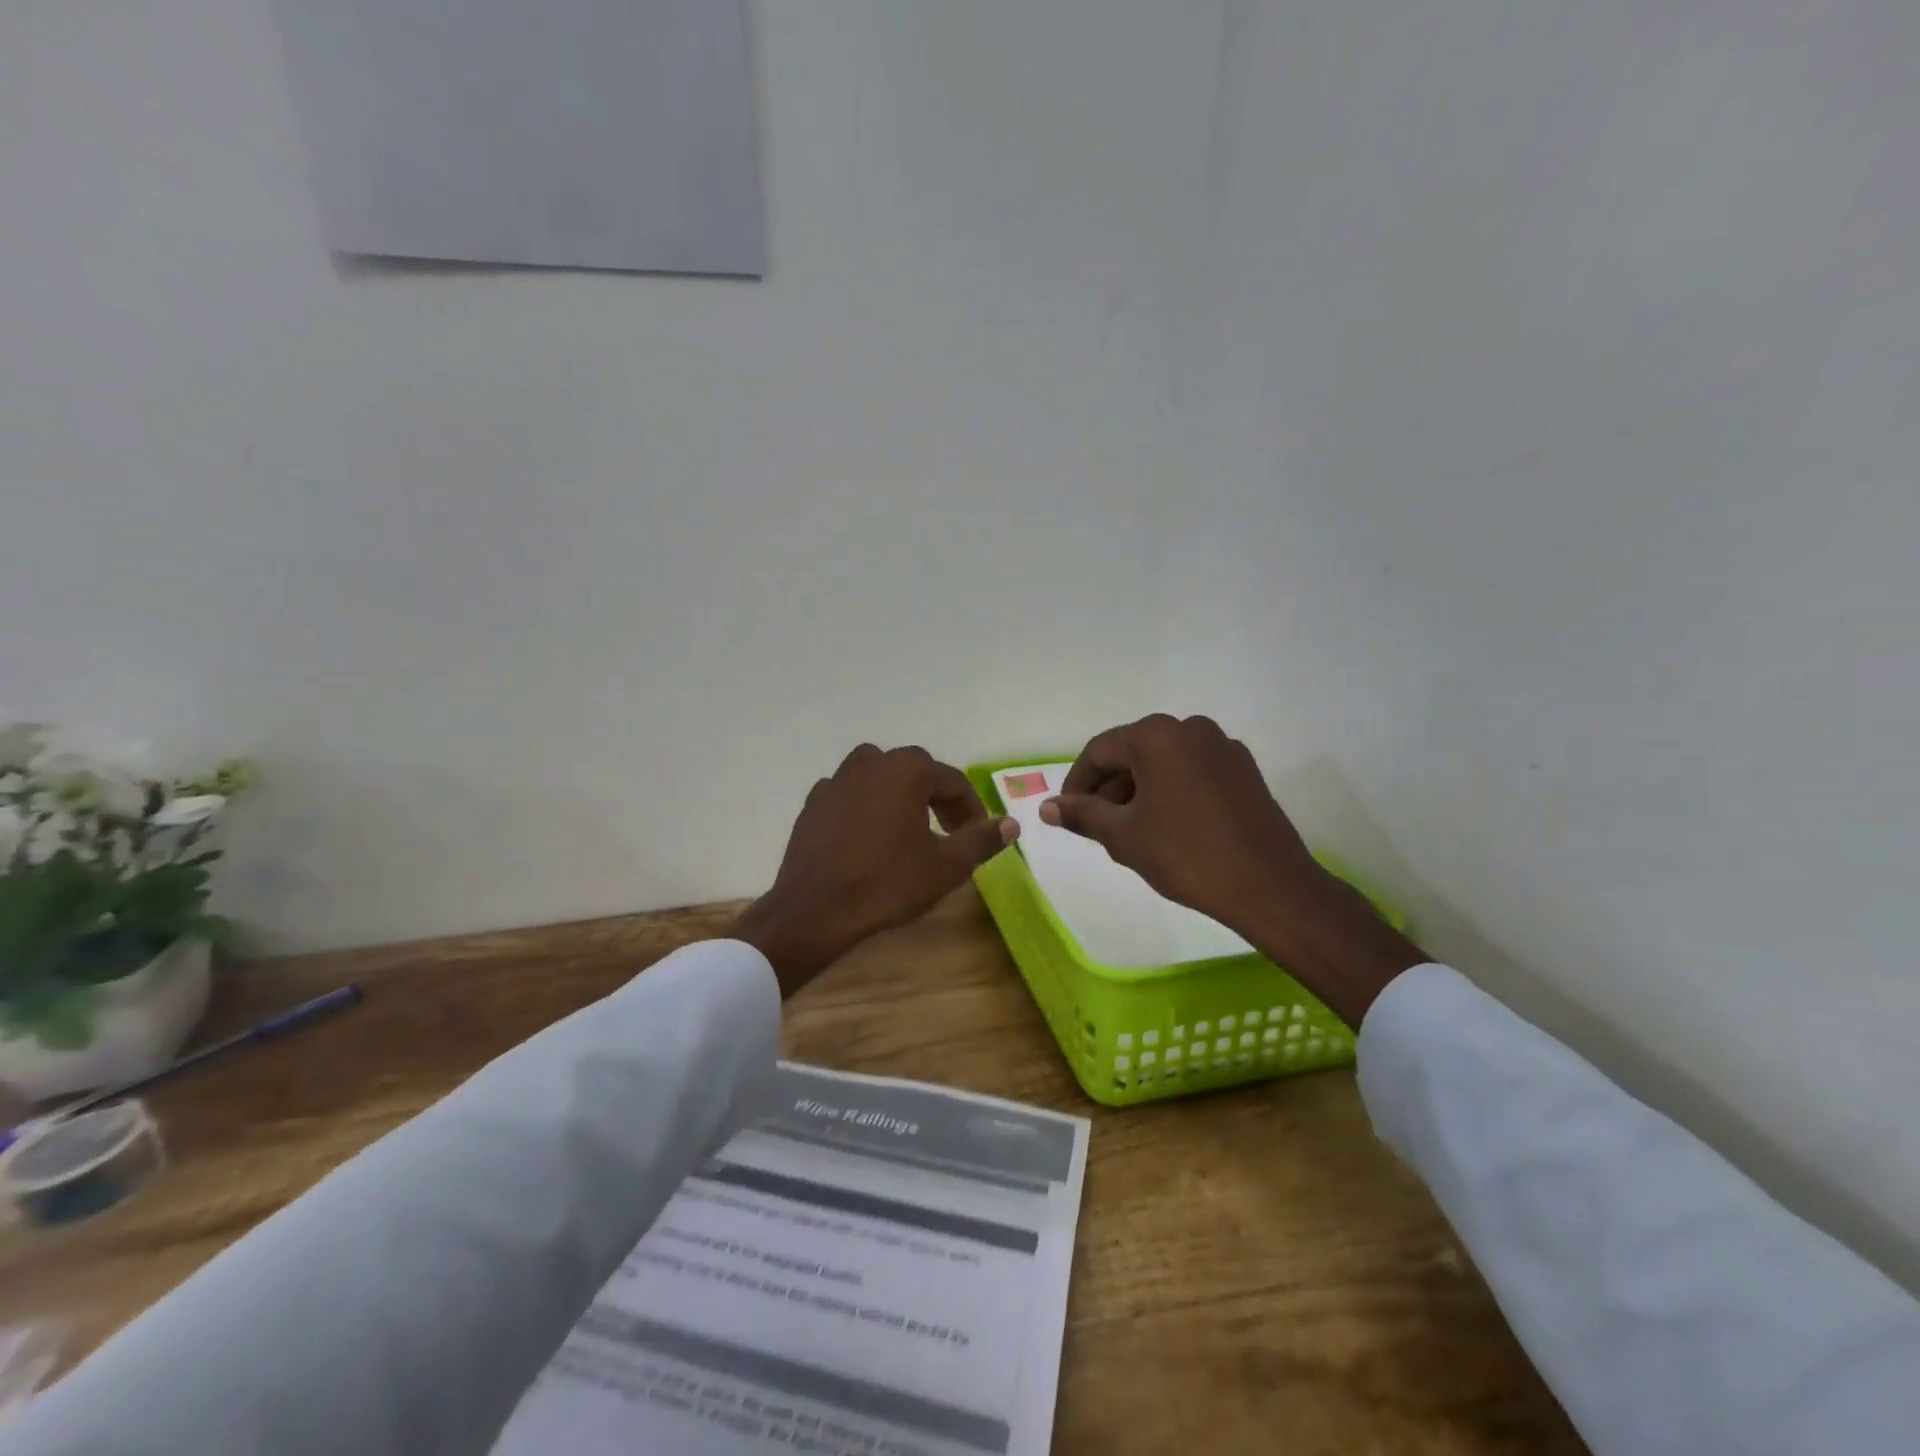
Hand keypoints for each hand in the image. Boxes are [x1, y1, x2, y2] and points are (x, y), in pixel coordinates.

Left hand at [733, 745, 1017, 996]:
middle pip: (915, 771)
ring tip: (908, 827)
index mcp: (906, 771)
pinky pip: (849, 794)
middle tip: (949, 831)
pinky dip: (865, 805)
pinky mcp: (813, 803)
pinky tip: (868, 836)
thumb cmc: (887, 884)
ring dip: (899, 794)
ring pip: (878, 775)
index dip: (971, 808)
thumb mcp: (945, 867)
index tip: (977, 835)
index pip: (952, 780)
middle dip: (937, 797)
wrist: (815, 910)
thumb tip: (1011, 824)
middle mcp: (871, 764)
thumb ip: (981, 841)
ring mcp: (837, 781)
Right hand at [1041, 715, 1424, 1026]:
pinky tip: (1169, 828)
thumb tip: (1047, 808)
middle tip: (1098, 829)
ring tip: (1132, 833)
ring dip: (1139, 791)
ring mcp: (1222, 746)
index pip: (1099, 752)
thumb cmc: (1186, 856)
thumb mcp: (1124, 837)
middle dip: (1109, 789)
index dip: (1076, 784)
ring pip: (1163, 763)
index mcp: (1156, 736)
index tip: (1068, 814)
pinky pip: (1192, 771)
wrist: (1270, 887)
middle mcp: (1190, 728)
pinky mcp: (1244, 769)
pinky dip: (1171, 791)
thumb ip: (1082, 815)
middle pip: (1132, 753)